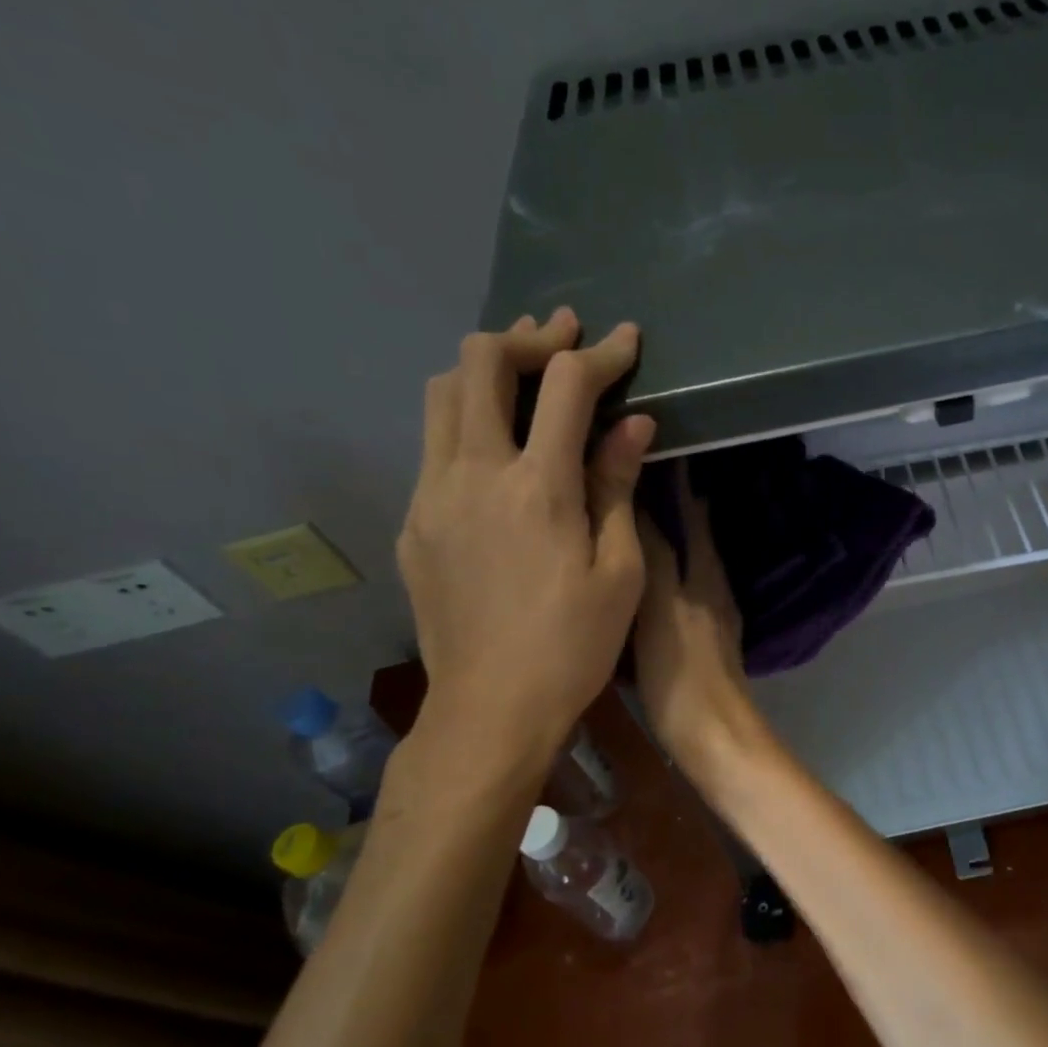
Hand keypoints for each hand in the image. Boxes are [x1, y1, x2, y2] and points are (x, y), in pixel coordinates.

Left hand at [398, 309, 653, 778]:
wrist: (491, 708)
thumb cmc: (574, 645)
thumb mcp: (618, 572)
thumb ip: (617, 487)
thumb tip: (634, 425)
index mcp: (536, 487)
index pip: (566, 386)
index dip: (601, 354)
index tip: (627, 340)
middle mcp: (472, 473)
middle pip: (480, 362)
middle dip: (528, 337)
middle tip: (565, 339)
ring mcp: (431, 495)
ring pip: (441, 393)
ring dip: (486, 370)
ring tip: (526, 375)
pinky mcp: (413, 522)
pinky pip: (433, 444)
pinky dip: (467, 420)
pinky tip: (498, 447)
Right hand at [634, 466, 763, 777]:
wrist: (711, 734)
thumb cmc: (680, 670)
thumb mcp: (658, 606)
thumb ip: (653, 553)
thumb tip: (640, 497)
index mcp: (704, 570)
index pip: (693, 511)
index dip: (675, 480)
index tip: (648, 448)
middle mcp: (712, 584)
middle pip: (693, 532)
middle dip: (670, 502)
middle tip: (628, 473)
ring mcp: (709, 613)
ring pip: (687, 559)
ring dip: (665, 535)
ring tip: (626, 515)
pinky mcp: (700, 639)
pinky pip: (679, 588)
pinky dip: (661, 570)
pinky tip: (636, 575)